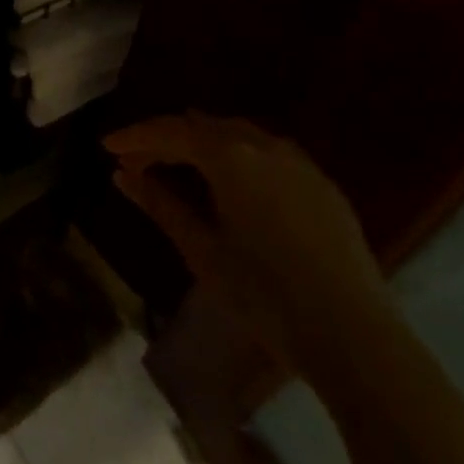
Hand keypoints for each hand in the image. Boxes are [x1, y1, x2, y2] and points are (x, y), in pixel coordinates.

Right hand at [106, 114, 395, 382]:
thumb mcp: (202, 250)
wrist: (355, 337)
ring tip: (177, 164)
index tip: (107, 147)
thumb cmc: (265, 295)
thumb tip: (122, 174)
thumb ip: (160, 204)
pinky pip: (268, 152)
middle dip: (166, 139)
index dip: (135, 137)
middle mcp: (264, 145)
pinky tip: (230, 181)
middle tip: (137, 161)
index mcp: (230, 156)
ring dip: (202, 143)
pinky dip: (237, 155)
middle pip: (203, 126)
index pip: (171, 131)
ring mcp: (299, 162)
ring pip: (238, 134)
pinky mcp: (322, 184)